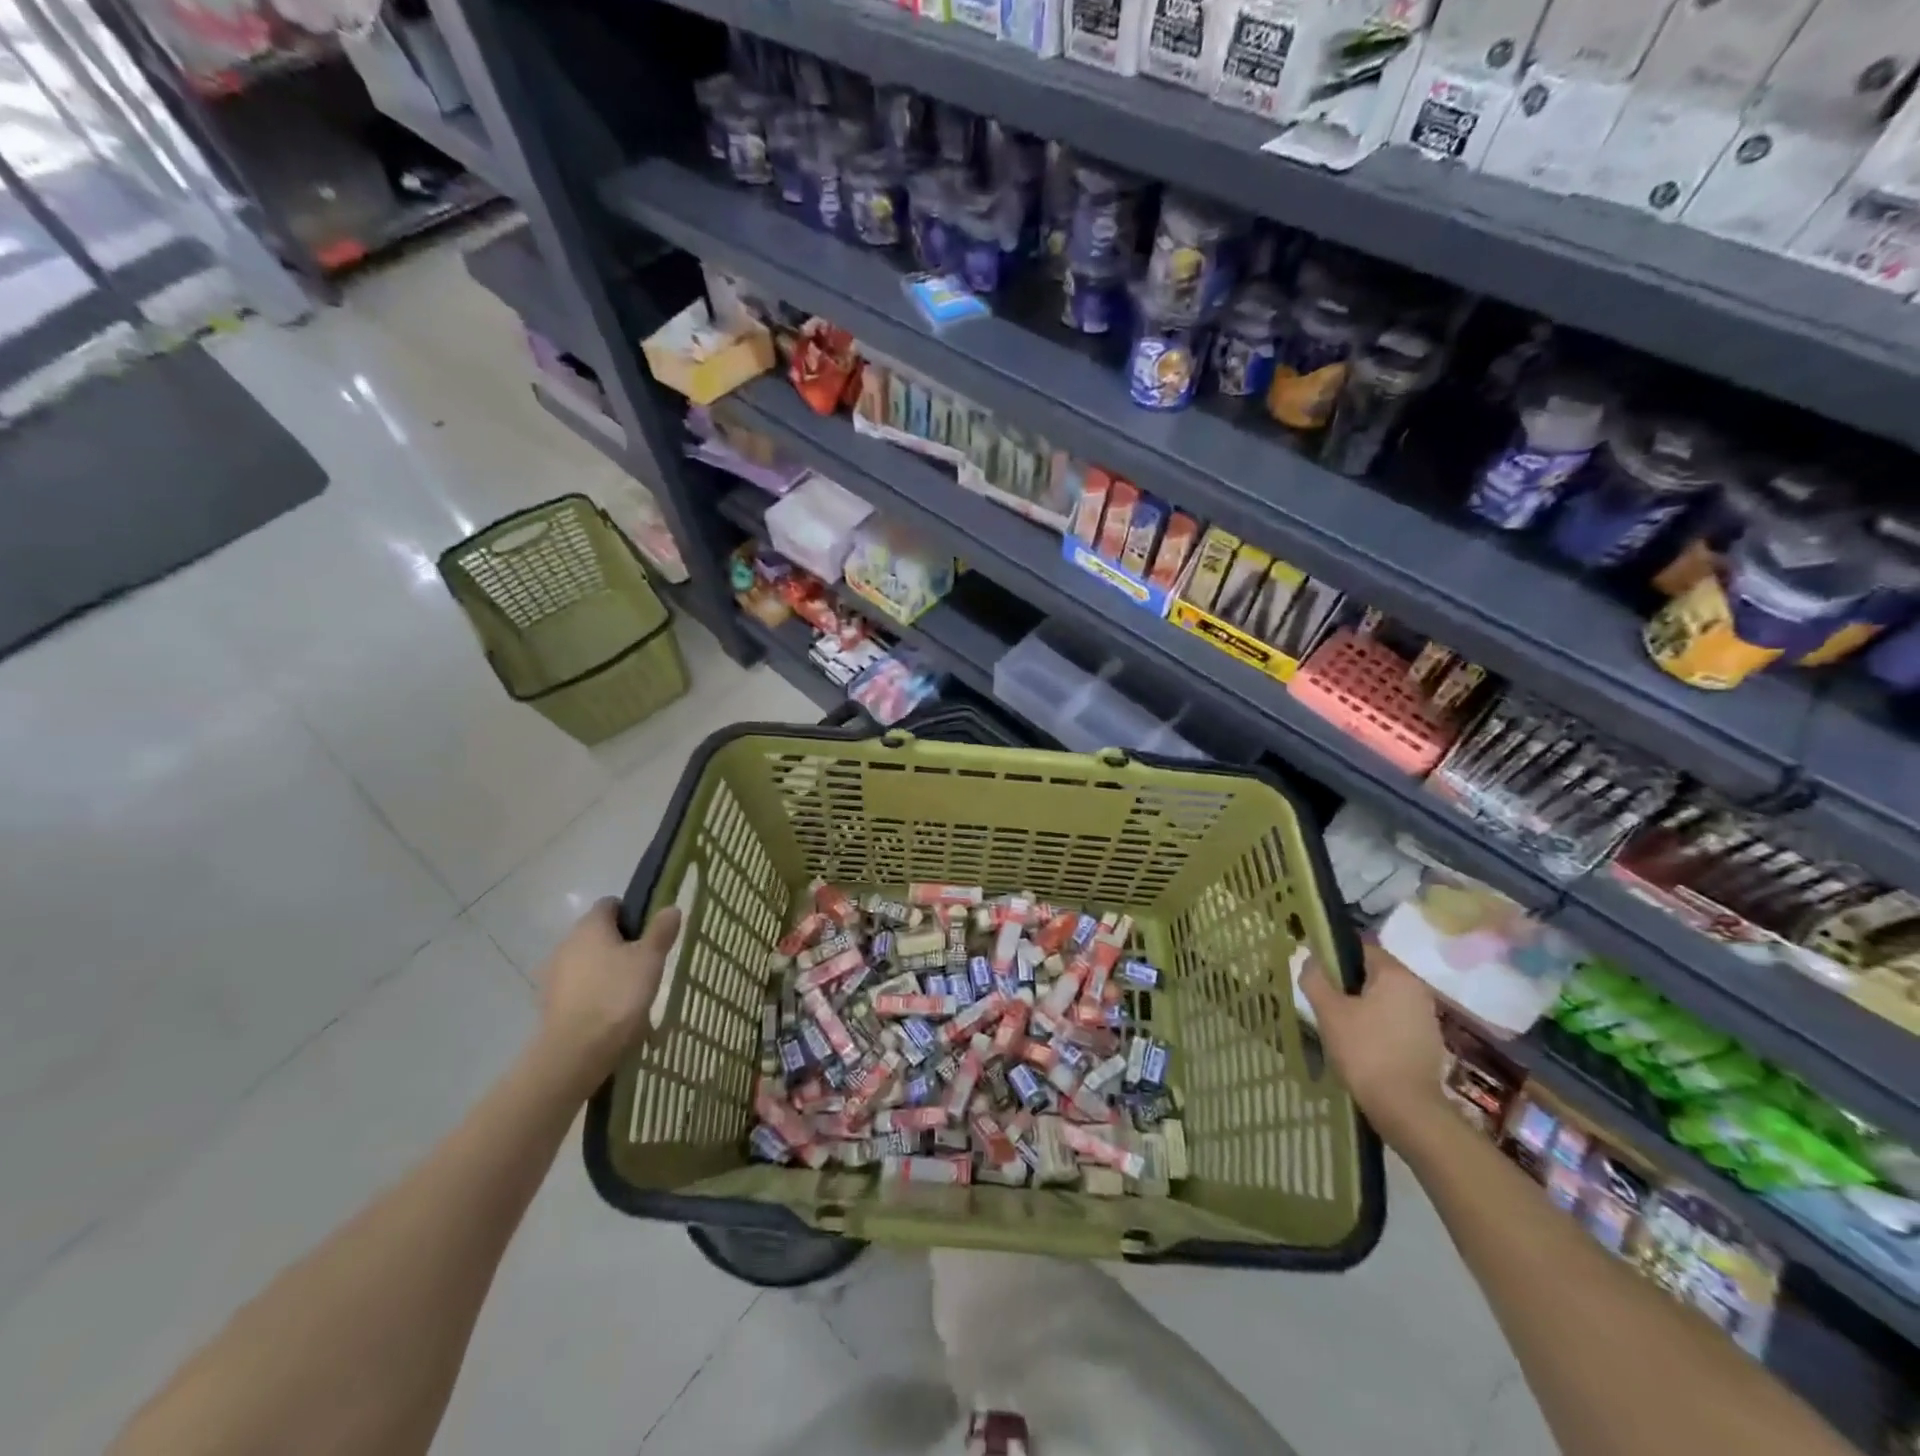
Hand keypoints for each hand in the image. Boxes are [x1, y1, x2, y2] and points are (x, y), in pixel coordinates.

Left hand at [534, 899, 681, 1088]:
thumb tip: (671, 907)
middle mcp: (566, 943)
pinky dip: (591, 993)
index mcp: (590, 926)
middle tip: (644, 964)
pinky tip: (609, 1012)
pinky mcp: (548, 1002)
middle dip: (619, 944)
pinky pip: (576, 987)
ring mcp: (552, 973)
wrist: (576, 1051)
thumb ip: (661, 931)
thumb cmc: (617, 995)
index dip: (631, 913)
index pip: (610, 904)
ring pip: (585, 961)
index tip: (649, 933)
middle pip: (596, 933)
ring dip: (604, 969)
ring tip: (628, 992)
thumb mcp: (650, 959)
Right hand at [1300, 944, 1447, 1145]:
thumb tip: (1311, 960)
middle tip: (1325, 1004)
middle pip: (1374, 974)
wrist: (1407, 1109)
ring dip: (1363, 1007)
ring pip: (1385, 999)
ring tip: (1341, 1028)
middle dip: (1348, 985)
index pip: (1361, 948)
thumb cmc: (1365, 1051)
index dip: (1335, 957)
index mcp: (1396, 975)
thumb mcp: (1329, 1011)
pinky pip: (1396, 1021)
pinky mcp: (1429, 1043)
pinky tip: (1362, 1048)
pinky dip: (1378, 1027)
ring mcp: (1427, 1018)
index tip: (1318, 977)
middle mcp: (1418, 990)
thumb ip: (1315, 978)